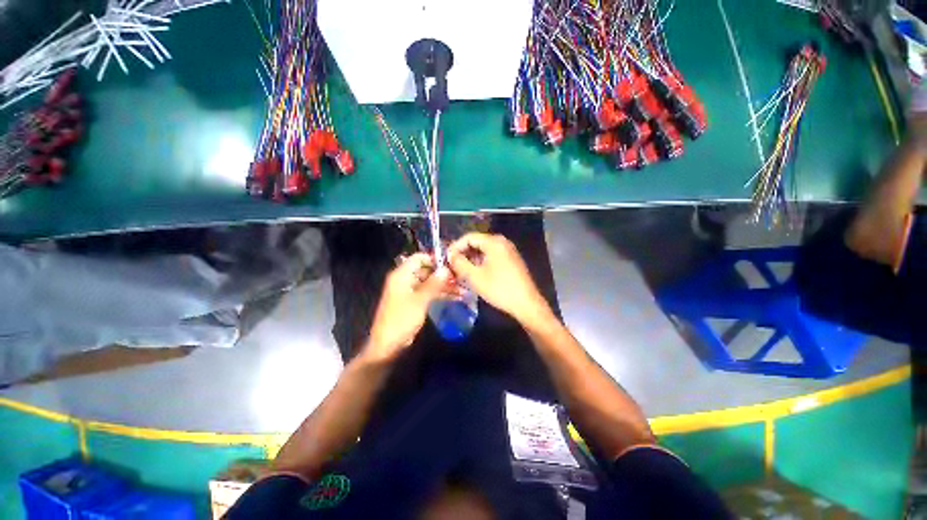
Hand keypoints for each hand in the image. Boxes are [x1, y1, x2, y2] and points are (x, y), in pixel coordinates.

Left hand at [365, 253, 453, 361]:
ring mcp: (410, 291)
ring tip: (463, 289)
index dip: (435, 259)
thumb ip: (434, 283)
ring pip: (430, 282)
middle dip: (443, 274)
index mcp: (401, 275)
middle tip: (461, 277)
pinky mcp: (414, 301)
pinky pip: (429, 293)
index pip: (419, 258)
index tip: (452, 263)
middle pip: (426, 270)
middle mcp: (405, 279)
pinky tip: (456, 297)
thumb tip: (446, 269)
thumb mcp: (420, 300)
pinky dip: (440, 294)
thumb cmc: (402, 319)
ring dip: (445, 285)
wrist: (388, 344)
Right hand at [447, 233, 551, 323]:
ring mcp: (508, 250)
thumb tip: (450, 255)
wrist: (526, 304)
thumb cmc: (499, 289)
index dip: (455, 247)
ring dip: (471, 259)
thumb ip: (459, 263)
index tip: (446, 259)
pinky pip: (492, 256)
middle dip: (463, 253)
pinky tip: (476, 273)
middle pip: (477, 242)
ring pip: (484, 250)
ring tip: (461, 271)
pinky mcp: (512, 260)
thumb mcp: (475, 277)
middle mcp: (502, 242)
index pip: (469, 237)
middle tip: (453, 266)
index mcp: (494, 242)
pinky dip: (481, 262)